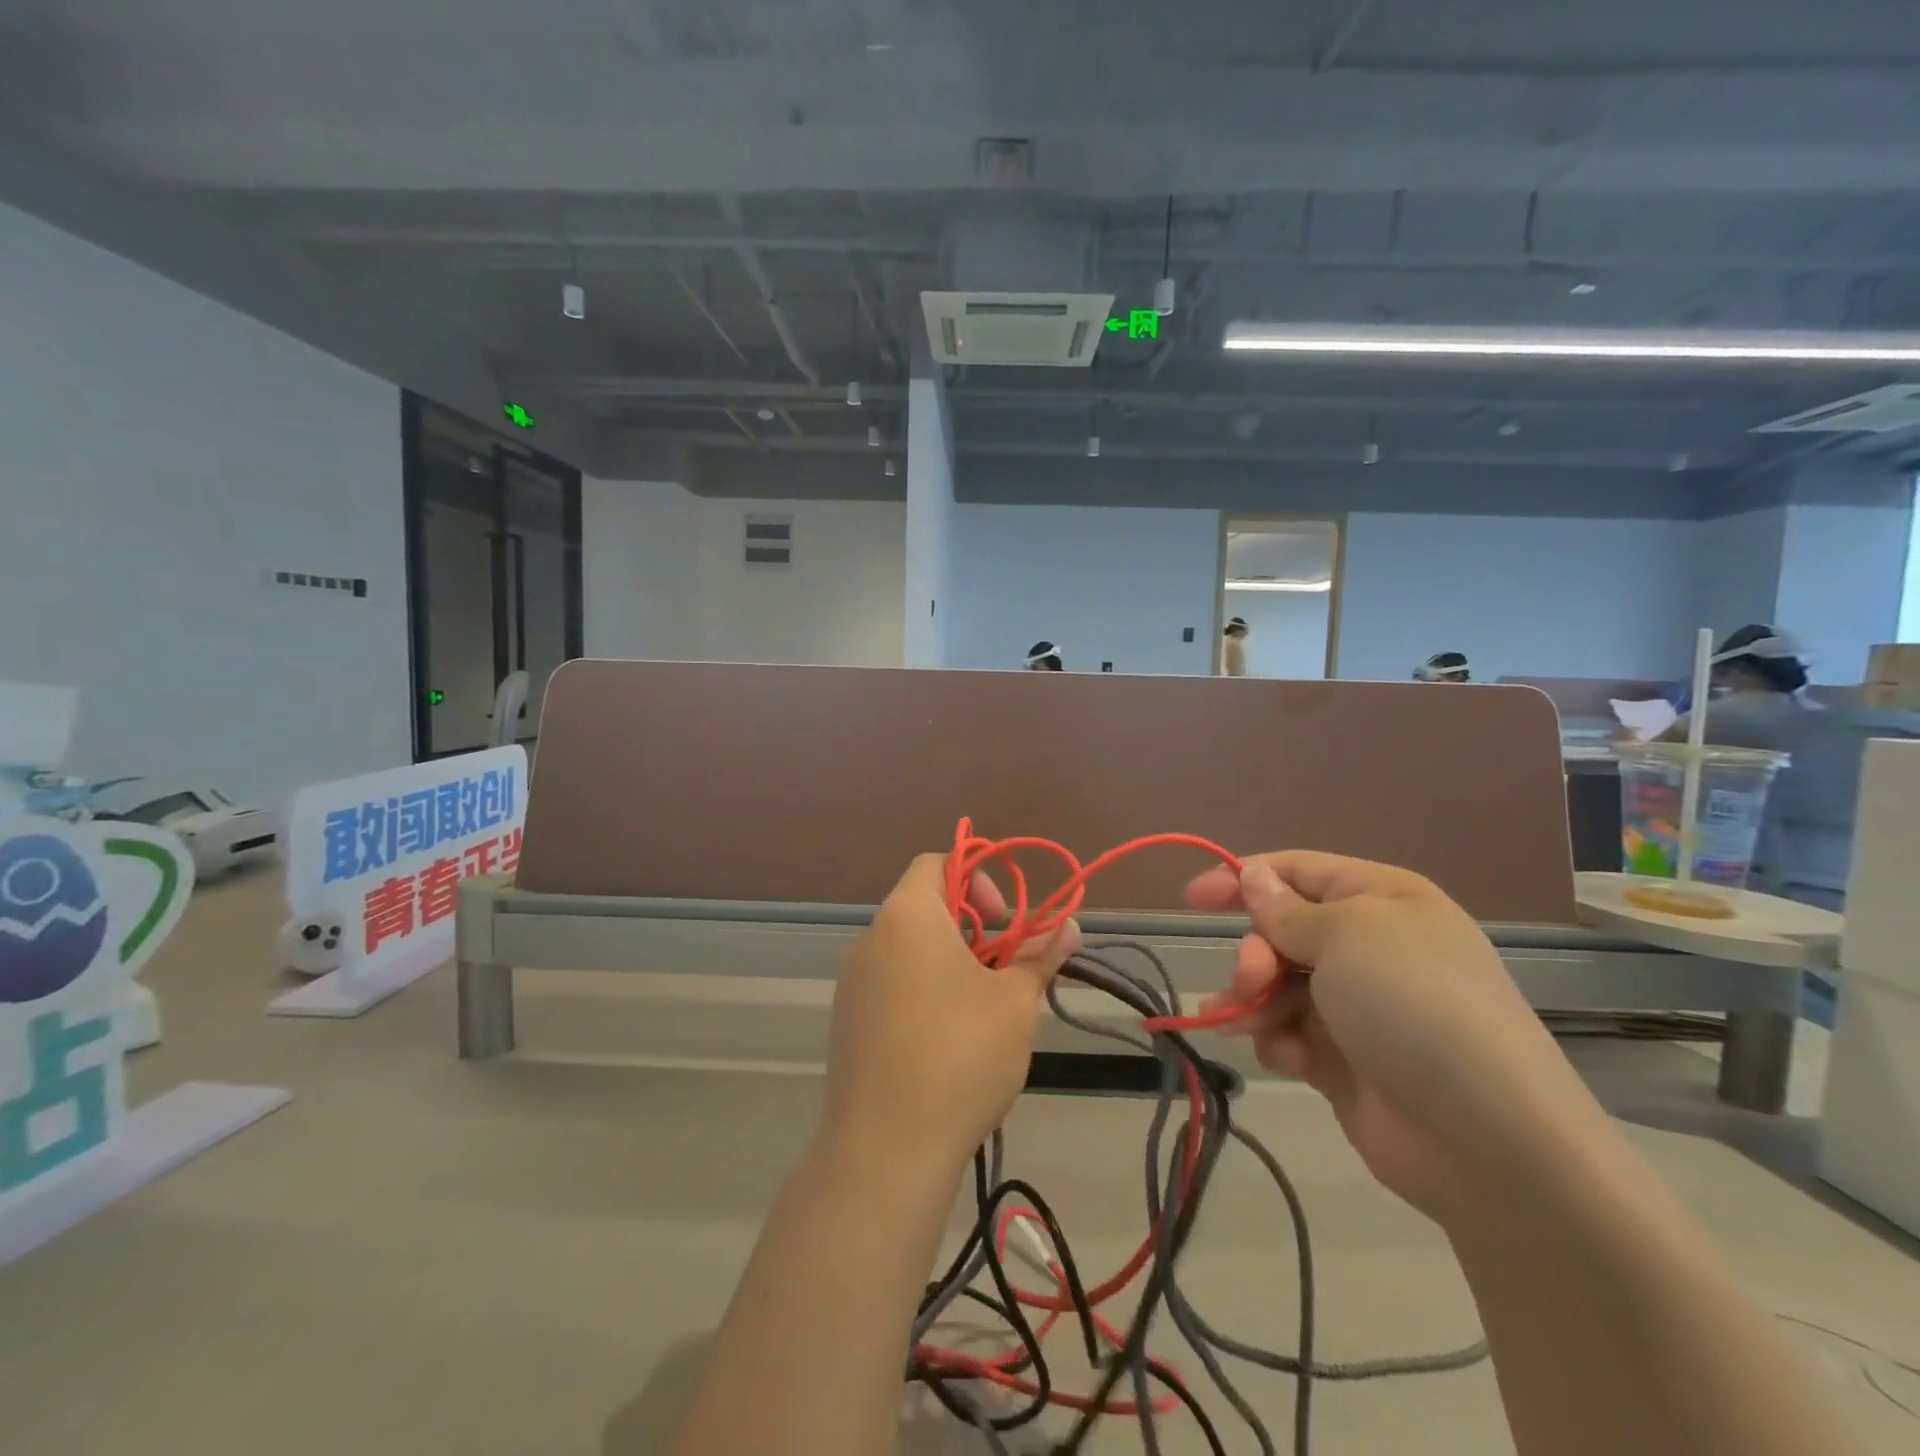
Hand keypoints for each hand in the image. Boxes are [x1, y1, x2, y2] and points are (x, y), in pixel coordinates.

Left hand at [820, 854, 1078, 1175]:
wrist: (885, 1150)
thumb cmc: (959, 1054)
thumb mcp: (1015, 1001)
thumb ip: (1041, 954)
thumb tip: (1069, 926)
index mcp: (907, 915)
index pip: (936, 862)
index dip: (978, 877)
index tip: (1004, 922)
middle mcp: (871, 938)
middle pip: (924, 906)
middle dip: (972, 928)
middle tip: (1004, 971)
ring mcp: (853, 982)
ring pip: (909, 949)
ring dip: (950, 963)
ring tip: (984, 1011)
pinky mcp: (847, 1022)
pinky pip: (891, 984)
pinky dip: (924, 992)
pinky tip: (949, 1043)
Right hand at [1185, 853, 1607, 1224]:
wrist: (1487, 1139)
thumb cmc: (1413, 1006)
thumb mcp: (1346, 936)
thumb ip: (1286, 910)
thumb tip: (1254, 877)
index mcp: (1382, 900)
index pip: (1298, 870)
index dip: (1243, 878)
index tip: (1192, 898)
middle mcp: (1371, 946)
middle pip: (1281, 930)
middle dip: (1255, 953)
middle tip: (1250, 980)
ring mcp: (1359, 1006)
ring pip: (1277, 984)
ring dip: (1254, 1000)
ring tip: (1246, 1023)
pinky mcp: (1346, 1060)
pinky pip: (1290, 1033)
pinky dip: (1279, 1041)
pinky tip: (1289, 1060)